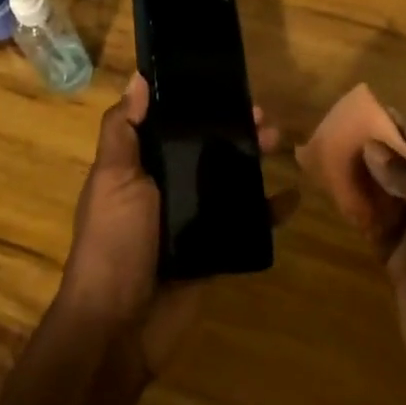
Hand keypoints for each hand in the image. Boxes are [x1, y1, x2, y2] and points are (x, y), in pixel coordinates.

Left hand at [56, 73, 285, 380]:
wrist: (118, 327)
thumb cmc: (114, 242)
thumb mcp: (113, 178)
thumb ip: (123, 129)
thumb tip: (138, 77)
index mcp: (140, 165)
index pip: (171, 123)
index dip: (196, 103)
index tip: (224, 83)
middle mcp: (166, 186)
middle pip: (205, 148)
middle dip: (233, 129)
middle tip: (264, 116)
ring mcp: (191, 218)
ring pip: (228, 179)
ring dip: (253, 160)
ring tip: (280, 142)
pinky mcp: (213, 249)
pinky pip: (245, 223)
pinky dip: (269, 210)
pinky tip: (292, 196)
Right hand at [361, 124, 405, 404]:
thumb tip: (372, 147)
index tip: (375, 110)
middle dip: (380, 149)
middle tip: (342, 127)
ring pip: (387, 193)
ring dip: (363, 174)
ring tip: (330, 150)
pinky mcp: (398, 260)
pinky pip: (373, 223)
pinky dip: (355, 206)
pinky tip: (333, 187)